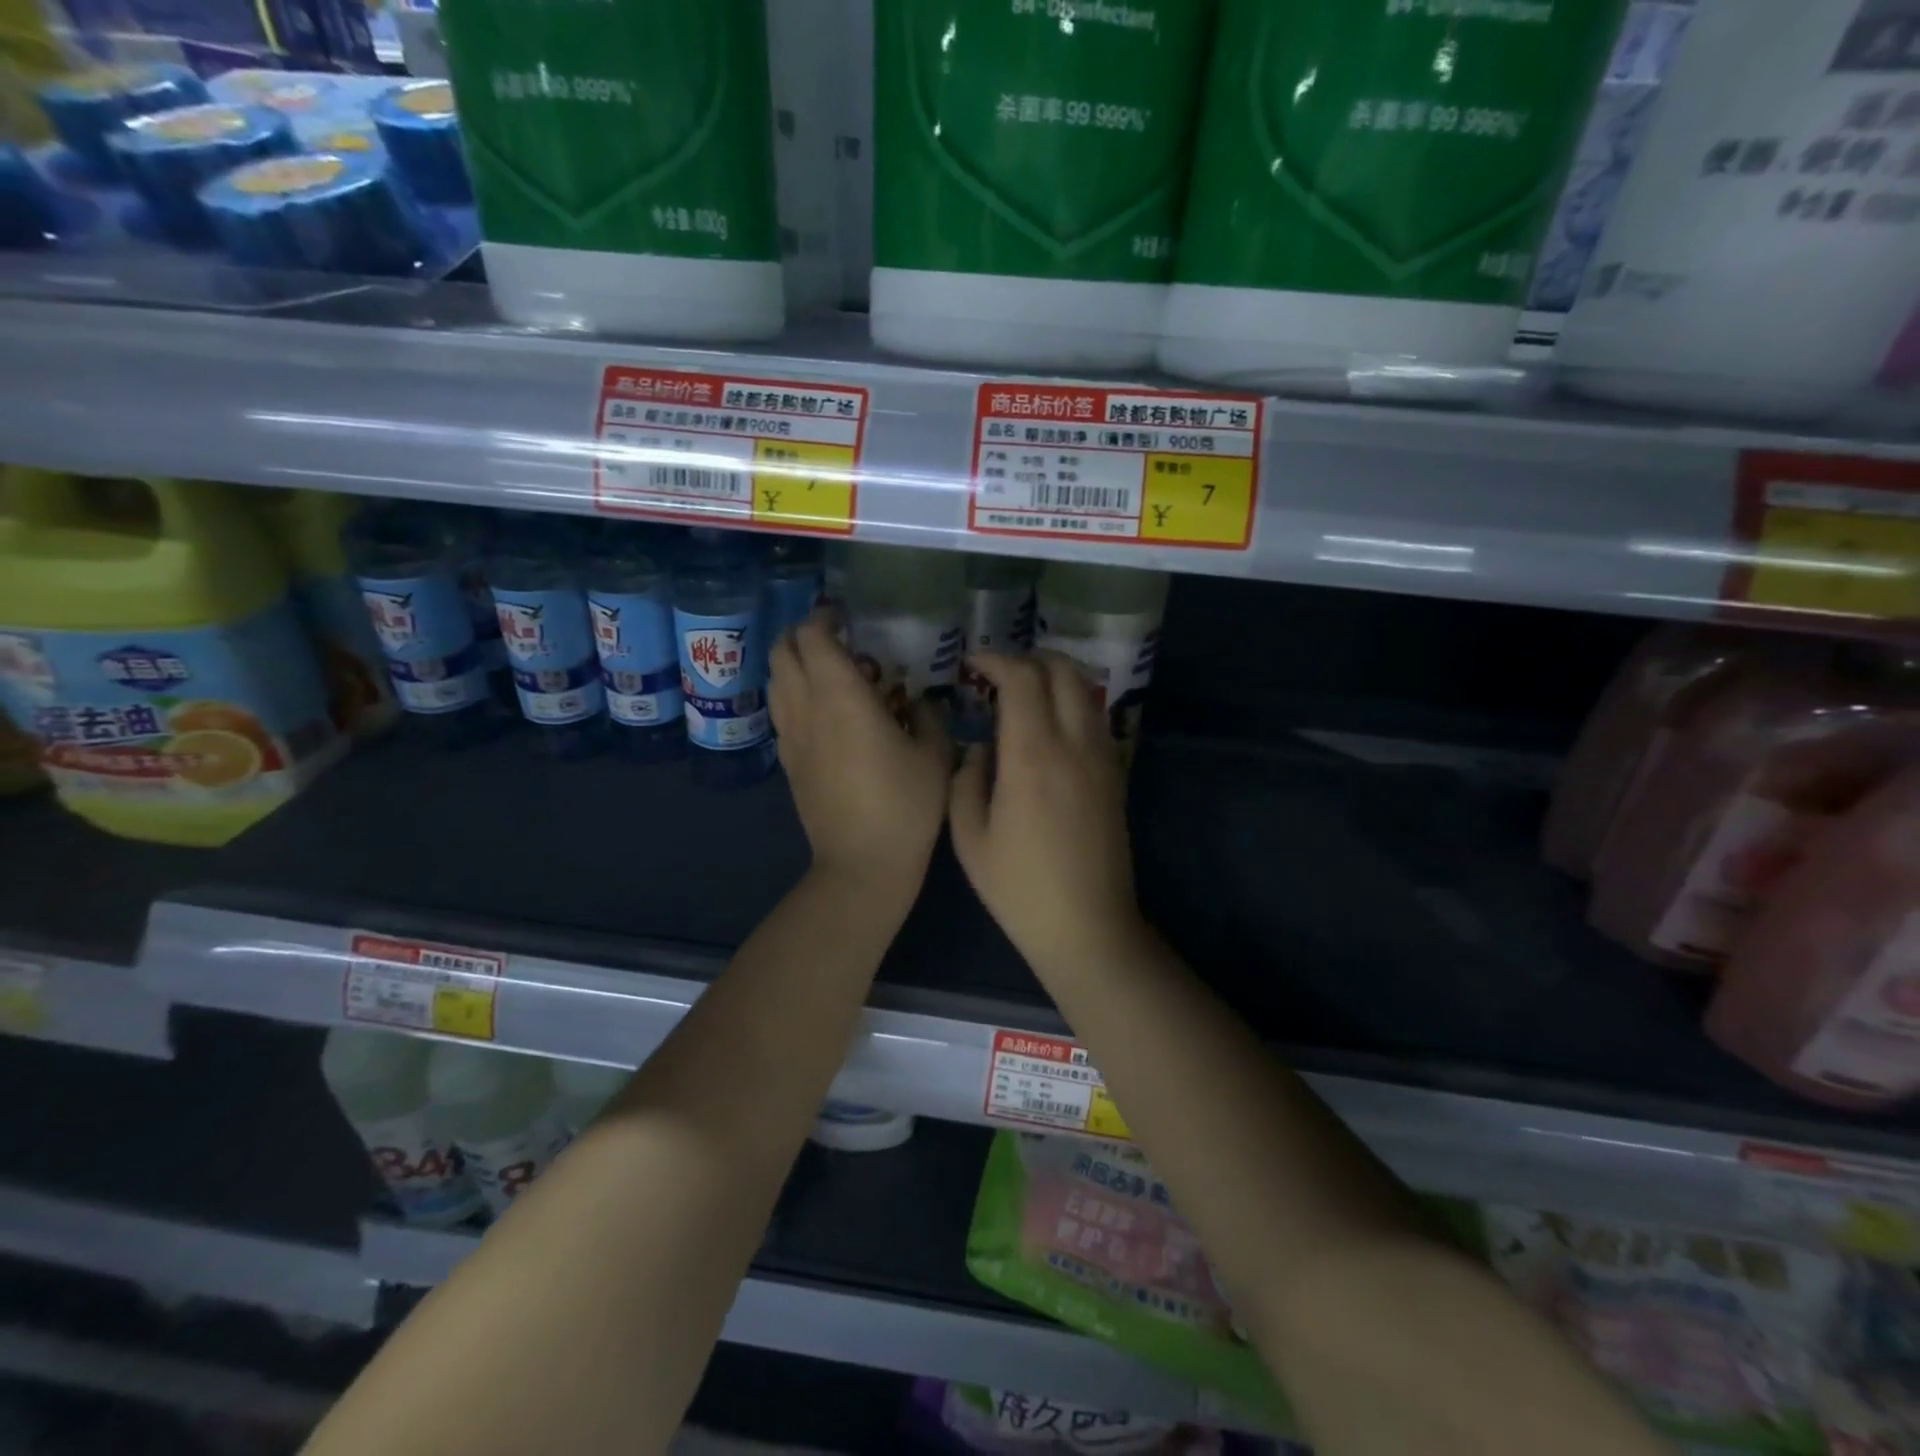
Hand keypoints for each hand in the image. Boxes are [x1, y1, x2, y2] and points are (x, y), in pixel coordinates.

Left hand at [770, 611, 951, 909]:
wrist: (862, 864)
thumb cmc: (906, 805)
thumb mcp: (936, 754)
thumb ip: (928, 714)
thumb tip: (916, 699)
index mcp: (841, 697)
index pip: (813, 636)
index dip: (825, 617)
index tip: (846, 616)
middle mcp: (806, 708)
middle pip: (782, 650)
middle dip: (804, 634)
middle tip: (839, 639)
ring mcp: (791, 736)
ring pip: (776, 679)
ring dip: (796, 663)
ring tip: (833, 673)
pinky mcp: (788, 761)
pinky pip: (781, 710)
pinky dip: (795, 693)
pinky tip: (827, 712)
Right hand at [948, 652, 1144, 973]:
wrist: (1088, 927)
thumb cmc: (1019, 888)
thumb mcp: (970, 838)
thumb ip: (967, 780)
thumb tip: (983, 749)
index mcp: (1033, 757)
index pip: (1022, 679)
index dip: (996, 660)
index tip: (973, 664)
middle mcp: (1074, 745)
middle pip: (1063, 671)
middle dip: (1030, 658)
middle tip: (1000, 672)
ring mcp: (1103, 758)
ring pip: (1086, 691)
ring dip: (1055, 677)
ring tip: (1024, 693)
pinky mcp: (1116, 775)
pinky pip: (1096, 718)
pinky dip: (1072, 703)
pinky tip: (1049, 726)